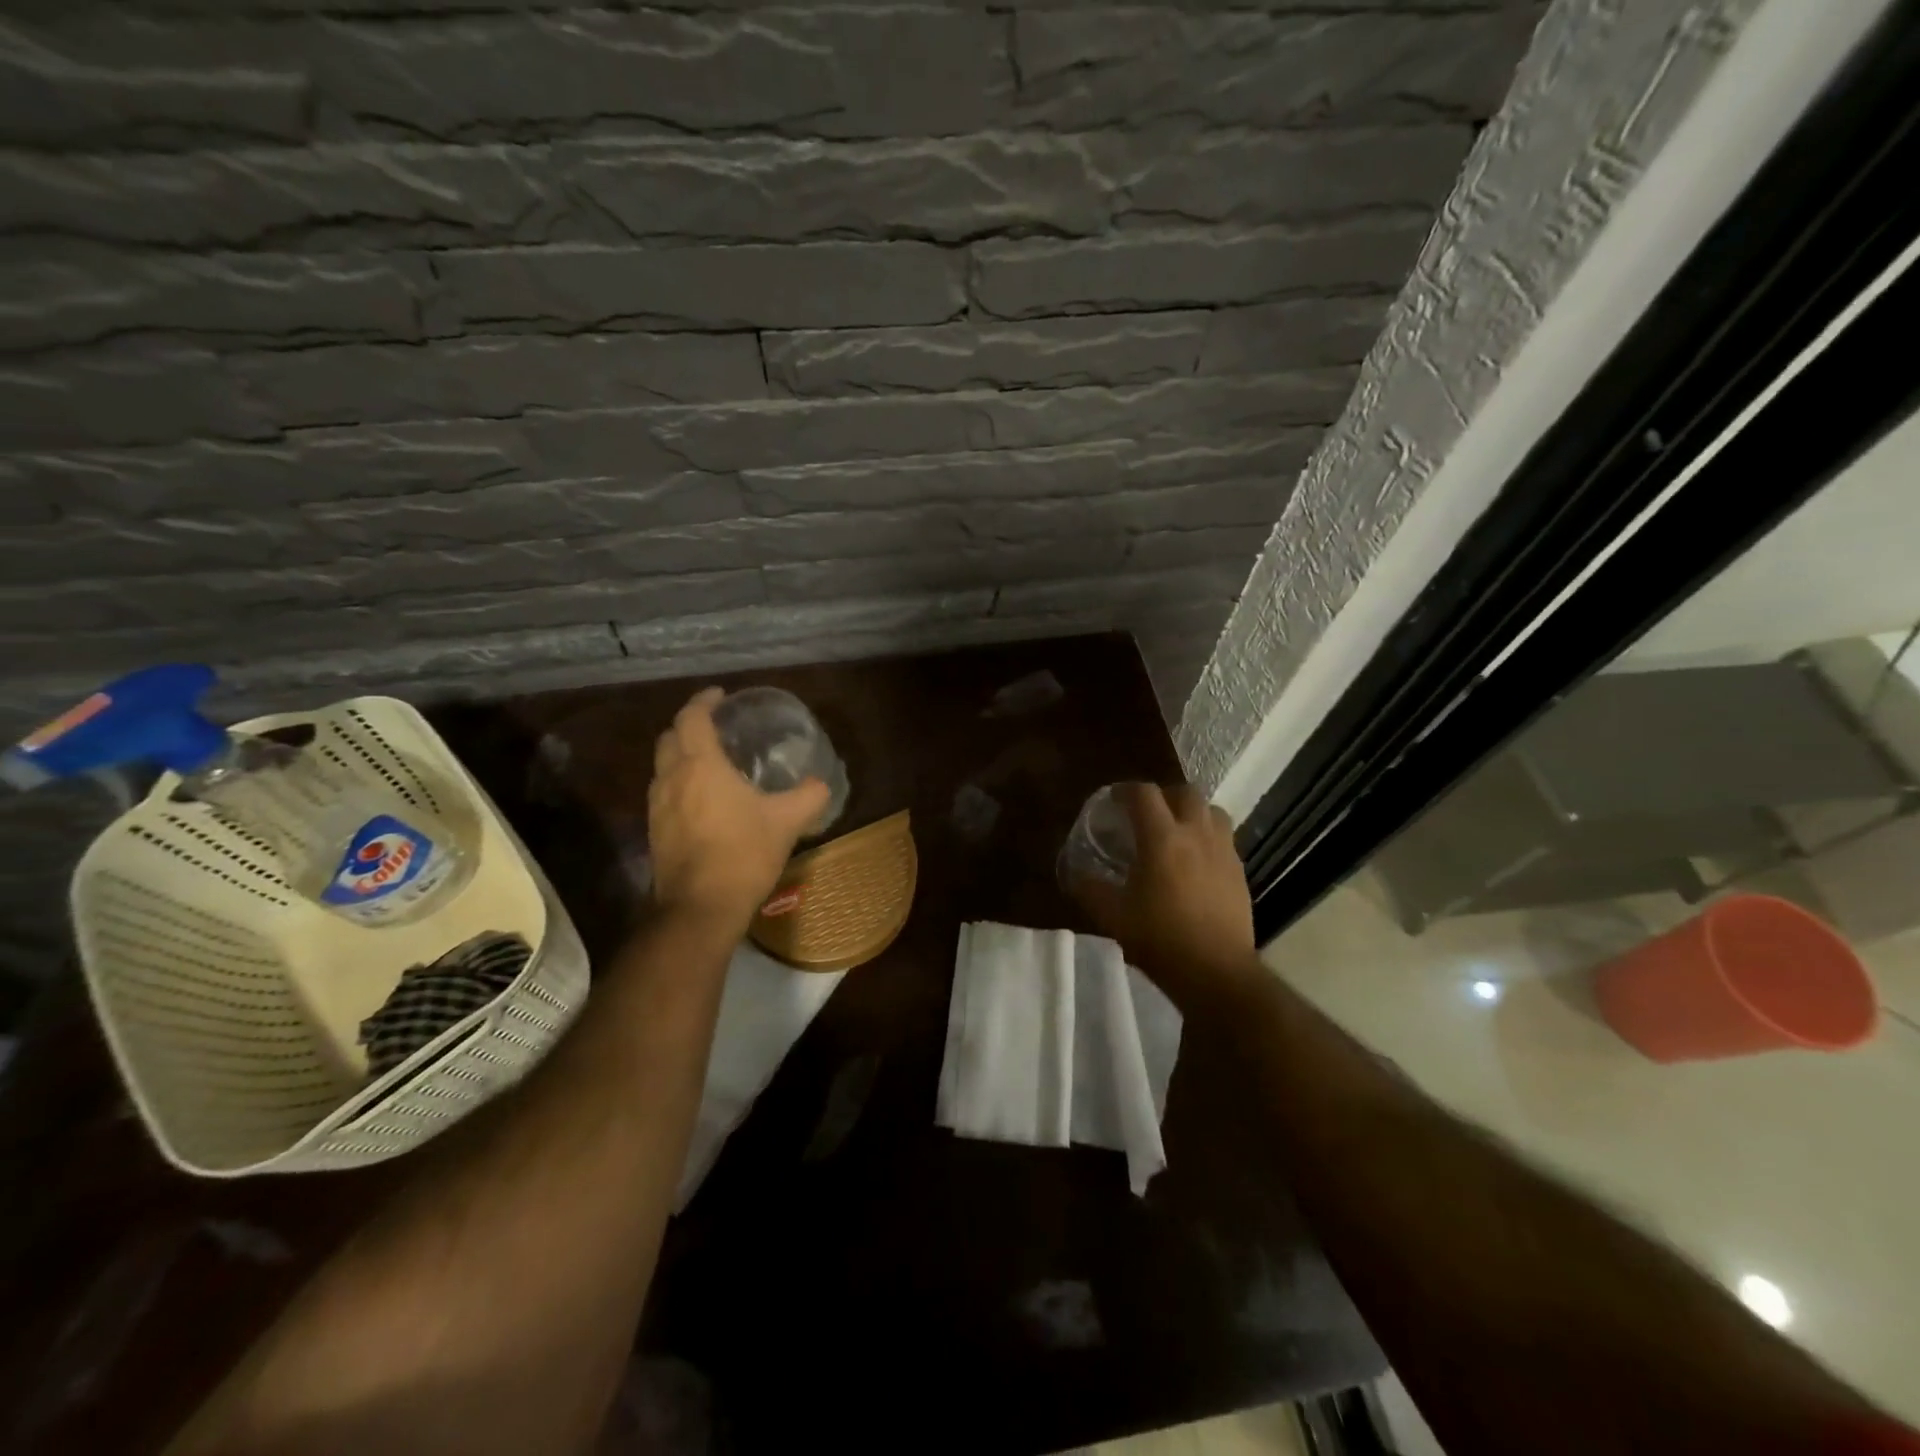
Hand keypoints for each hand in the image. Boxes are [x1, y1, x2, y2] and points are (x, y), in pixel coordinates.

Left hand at [647, 687, 831, 938]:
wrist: (700, 908)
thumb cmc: (743, 854)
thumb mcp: (787, 822)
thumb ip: (808, 797)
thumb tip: (822, 784)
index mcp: (701, 765)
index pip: (692, 717)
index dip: (704, 701)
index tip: (721, 696)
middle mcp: (672, 778)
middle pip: (669, 736)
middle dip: (689, 724)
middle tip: (716, 726)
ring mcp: (658, 806)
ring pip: (663, 765)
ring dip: (681, 754)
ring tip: (710, 760)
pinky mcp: (655, 831)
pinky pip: (664, 792)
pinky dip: (679, 782)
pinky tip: (702, 799)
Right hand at [1068, 782, 1261, 1009]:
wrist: (1216, 971)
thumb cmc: (1160, 939)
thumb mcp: (1113, 916)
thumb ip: (1090, 890)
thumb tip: (1075, 875)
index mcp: (1162, 839)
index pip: (1143, 793)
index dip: (1125, 790)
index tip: (1113, 800)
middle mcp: (1196, 834)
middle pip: (1185, 792)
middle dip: (1164, 795)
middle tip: (1147, 814)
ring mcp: (1223, 851)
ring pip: (1211, 811)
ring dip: (1192, 812)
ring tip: (1177, 831)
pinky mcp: (1240, 871)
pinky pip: (1225, 838)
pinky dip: (1208, 837)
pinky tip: (1196, 862)